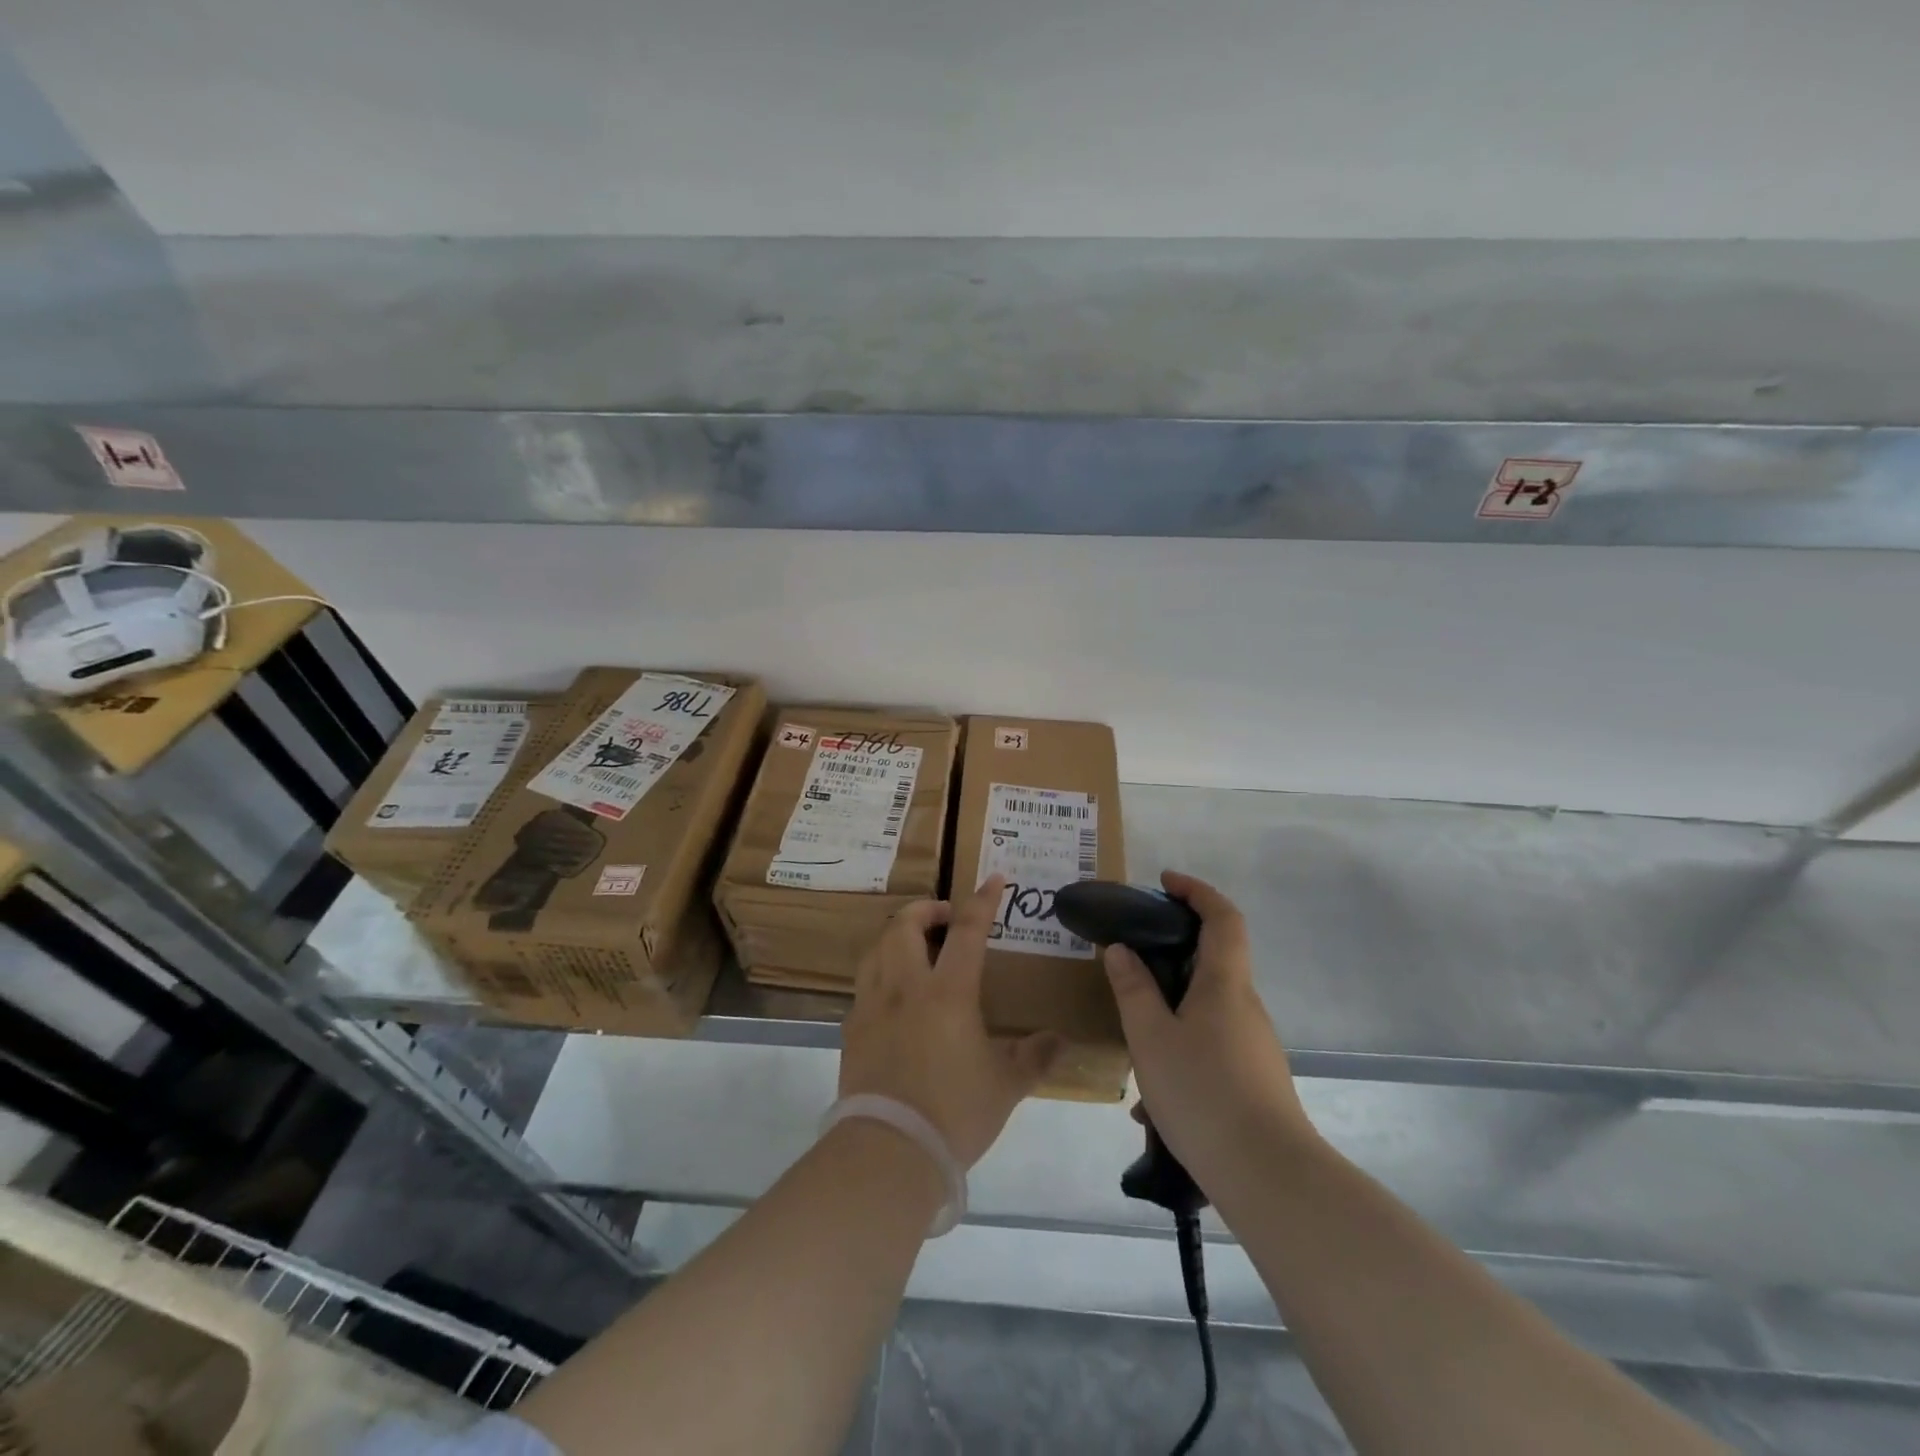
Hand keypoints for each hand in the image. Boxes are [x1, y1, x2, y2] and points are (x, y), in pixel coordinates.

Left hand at [840, 875, 1062, 1167]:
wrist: (888, 1152)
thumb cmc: (954, 1113)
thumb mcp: (1005, 1086)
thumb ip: (1034, 1057)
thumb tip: (1060, 1042)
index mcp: (947, 993)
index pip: (968, 931)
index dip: (982, 900)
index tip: (993, 878)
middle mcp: (905, 987)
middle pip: (905, 924)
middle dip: (926, 909)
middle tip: (946, 918)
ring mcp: (872, 1005)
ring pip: (877, 947)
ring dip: (898, 935)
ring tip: (918, 947)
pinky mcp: (852, 1028)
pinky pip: (865, 982)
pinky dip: (882, 971)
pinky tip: (895, 994)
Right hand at [1104, 871, 1317, 1186]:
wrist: (1268, 1176)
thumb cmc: (1203, 1092)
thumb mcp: (1151, 1038)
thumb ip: (1133, 989)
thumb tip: (1121, 949)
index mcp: (1225, 984)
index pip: (1222, 917)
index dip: (1196, 891)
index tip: (1164, 882)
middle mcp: (1245, 1006)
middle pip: (1214, 960)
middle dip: (1172, 952)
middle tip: (1131, 960)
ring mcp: (1254, 1044)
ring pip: (1207, 1009)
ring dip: (1170, 1012)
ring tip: (1131, 1044)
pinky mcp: (1254, 1078)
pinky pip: (1211, 1046)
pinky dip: (1180, 1050)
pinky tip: (1151, 1103)